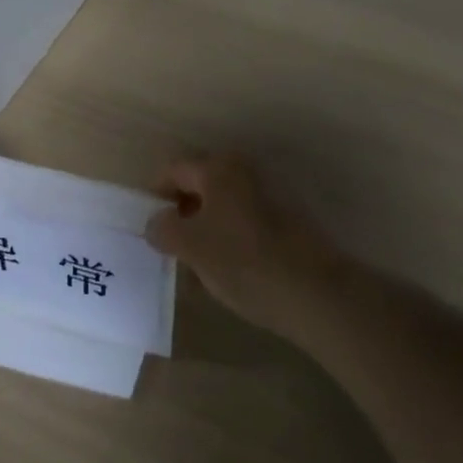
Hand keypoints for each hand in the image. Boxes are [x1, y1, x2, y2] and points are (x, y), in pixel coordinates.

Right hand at [145, 154, 340, 331]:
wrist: (315, 293)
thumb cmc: (243, 262)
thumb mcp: (190, 246)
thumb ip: (164, 228)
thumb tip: (157, 222)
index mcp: (219, 170)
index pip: (174, 170)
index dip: (155, 196)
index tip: (148, 227)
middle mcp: (245, 174)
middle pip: (200, 187)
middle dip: (180, 215)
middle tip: (168, 247)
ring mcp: (270, 197)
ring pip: (222, 208)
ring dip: (204, 230)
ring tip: (193, 267)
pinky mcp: (286, 223)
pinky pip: (243, 225)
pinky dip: (227, 241)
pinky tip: (224, 274)